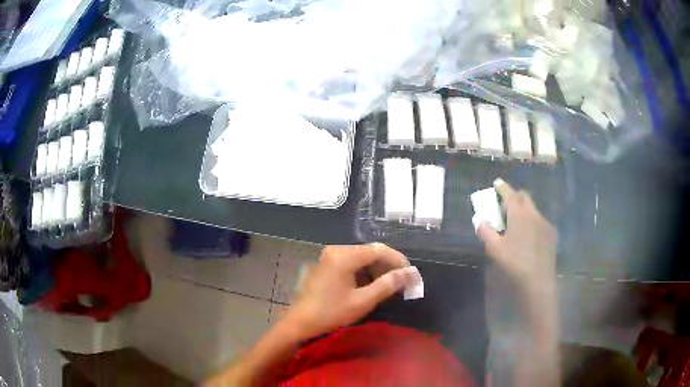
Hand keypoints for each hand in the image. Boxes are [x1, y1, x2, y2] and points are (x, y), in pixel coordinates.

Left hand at [284, 243, 417, 339]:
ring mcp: (330, 256)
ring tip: (390, 286)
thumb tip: (410, 274)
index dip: (398, 261)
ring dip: (378, 270)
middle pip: (370, 252)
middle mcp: (337, 250)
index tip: (411, 275)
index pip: (379, 250)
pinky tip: (372, 285)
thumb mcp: (362, 301)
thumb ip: (388, 285)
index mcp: (344, 256)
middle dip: (388, 266)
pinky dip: (365, 272)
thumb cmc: (330, 313)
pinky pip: (352, 263)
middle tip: (403, 282)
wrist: (300, 323)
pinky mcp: (327, 265)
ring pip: (362, 258)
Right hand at [477, 179, 557, 296]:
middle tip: (505, 205)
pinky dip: (533, 222)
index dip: (502, 187)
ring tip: (517, 224)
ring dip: (524, 210)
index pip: (510, 194)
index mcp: (519, 214)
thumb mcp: (495, 249)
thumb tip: (478, 219)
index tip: (497, 182)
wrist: (538, 281)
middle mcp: (534, 214)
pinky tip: (529, 237)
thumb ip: (485, 231)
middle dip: (514, 196)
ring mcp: (545, 223)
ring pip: (533, 209)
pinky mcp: (552, 234)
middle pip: (524, 197)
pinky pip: (541, 221)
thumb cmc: (515, 263)